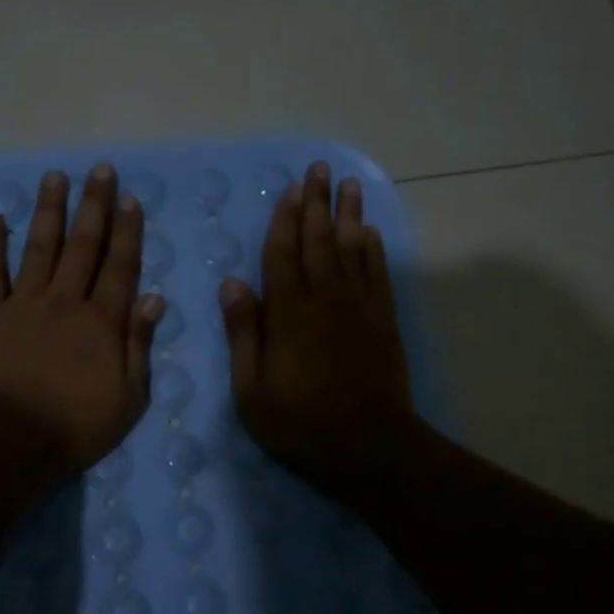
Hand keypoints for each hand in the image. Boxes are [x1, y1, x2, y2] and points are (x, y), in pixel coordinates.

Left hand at [0, 164, 164, 476]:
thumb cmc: (78, 426)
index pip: (121, 266)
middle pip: (83, 245)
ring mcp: (24, 304)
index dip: (127, 231)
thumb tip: (154, 299)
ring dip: (48, 211)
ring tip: (55, 177)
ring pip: (39, 247)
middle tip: (100, 170)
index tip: (129, 198)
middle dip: (94, 206)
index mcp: (103, 321)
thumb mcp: (129, 397)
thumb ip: (139, 345)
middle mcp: (66, 301)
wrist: (13, 441)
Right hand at [220, 161, 415, 497]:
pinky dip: (372, 248)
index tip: (289, 190)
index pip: (282, 254)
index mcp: (288, 312)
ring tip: (347, 184)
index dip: (284, 220)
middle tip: (318, 169)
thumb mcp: (252, 389)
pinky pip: (377, 272)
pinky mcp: (383, 320)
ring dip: (348, 214)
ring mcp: (359, 306)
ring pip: (352, 248)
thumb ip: (243, 333)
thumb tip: (231, 284)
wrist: (369, 444)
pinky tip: (369, 232)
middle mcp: (325, 298)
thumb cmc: (300, 422)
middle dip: (317, 203)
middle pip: (319, 241)